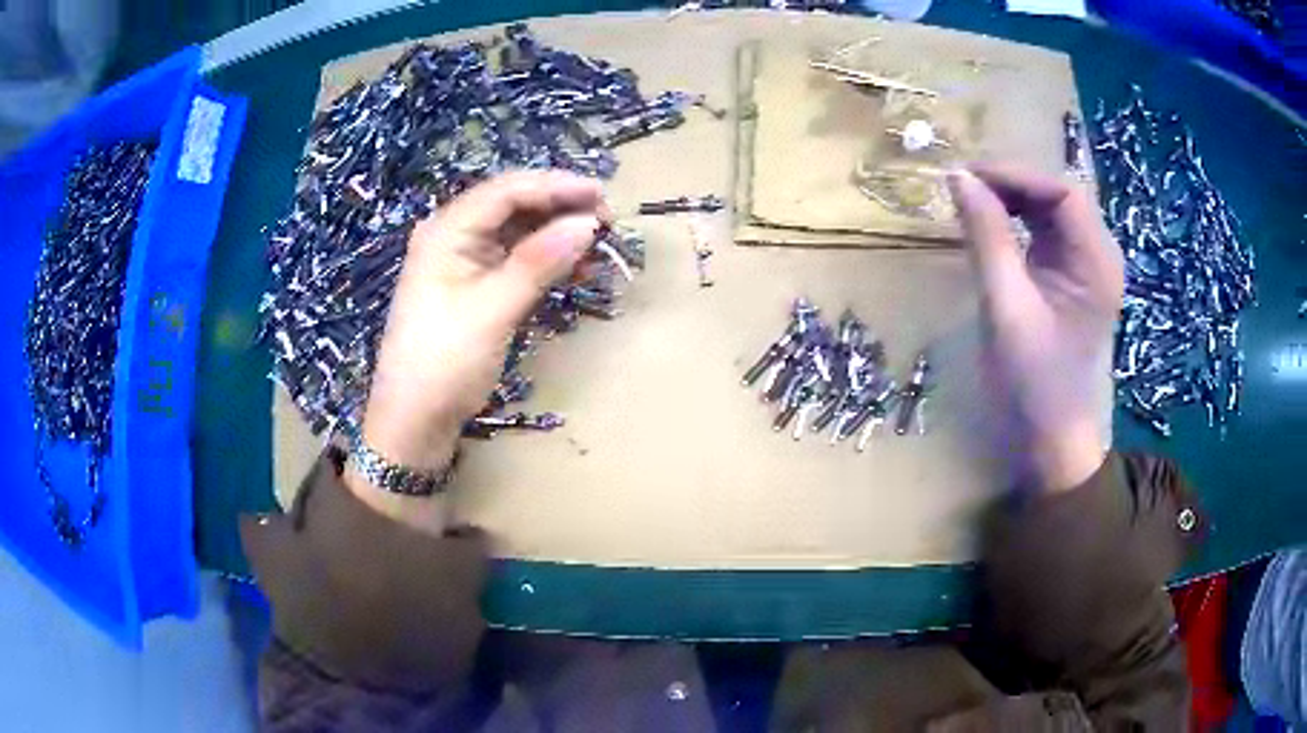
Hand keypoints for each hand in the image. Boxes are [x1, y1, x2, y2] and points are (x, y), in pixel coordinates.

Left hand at [351, 171, 604, 510]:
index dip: (556, 187)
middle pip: (513, 204)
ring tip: (599, 242)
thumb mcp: (492, 310)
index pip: (506, 191)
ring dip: (557, 232)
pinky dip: (547, 259)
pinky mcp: (476, 285)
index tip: (601, 195)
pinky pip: (516, 258)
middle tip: (607, 219)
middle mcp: (454, 236)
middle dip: (560, 206)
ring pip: (518, 230)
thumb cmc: (444, 363)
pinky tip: (576, 266)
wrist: (414, 420)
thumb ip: (539, 263)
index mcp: (447, 231)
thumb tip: (588, 224)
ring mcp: (465, 261)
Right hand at [948, 164, 1122, 492]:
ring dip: (1012, 198)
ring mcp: (1087, 267)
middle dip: (1012, 183)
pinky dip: (1017, 220)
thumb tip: (958, 176)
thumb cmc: (1032, 382)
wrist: (1049, 439)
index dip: (1016, 174)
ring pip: (1051, 210)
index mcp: (1098, 264)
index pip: (1064, 193)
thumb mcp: (1005, 307)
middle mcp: (1100, 257)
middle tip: (963, 185)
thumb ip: (986, 237)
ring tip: (971, 199)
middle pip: (1059, 196)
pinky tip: (991, 222)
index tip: (967, 174)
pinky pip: (1046, 232)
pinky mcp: (1071, 278)